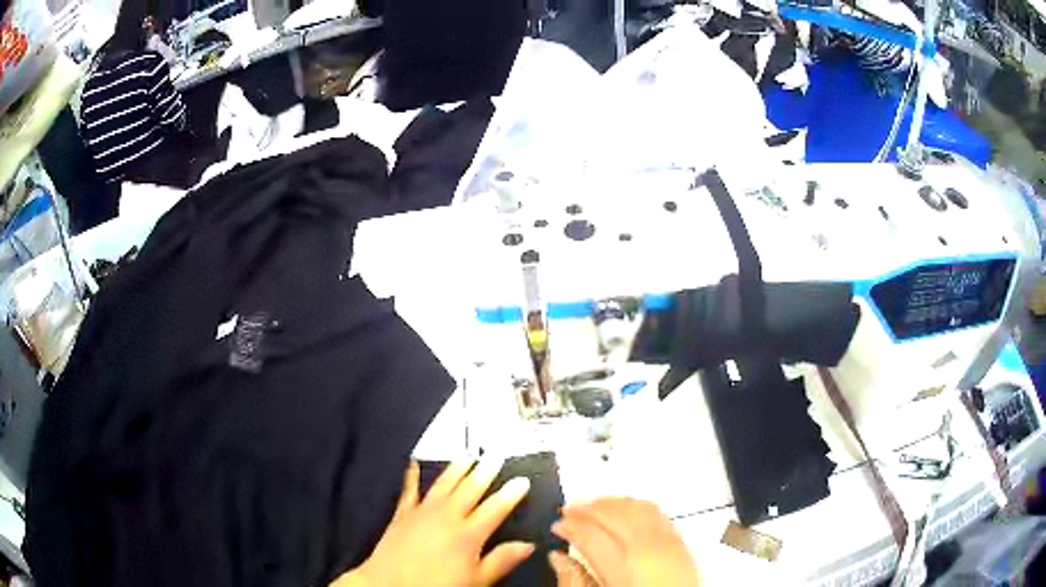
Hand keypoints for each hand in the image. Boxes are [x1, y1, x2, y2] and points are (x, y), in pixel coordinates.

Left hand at [332, 459, 533, 586]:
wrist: (389, 584)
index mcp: (468, 534)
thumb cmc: (437, 586)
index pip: (495, 508)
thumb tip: (528, 545)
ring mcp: (422, 512)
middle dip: (485, 471)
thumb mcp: (476, 580)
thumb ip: (501, 560)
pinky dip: (412, 475)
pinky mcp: (402, 513)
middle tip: (496, 455)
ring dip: (457, 467)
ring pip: (444, 484)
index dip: (510, 493)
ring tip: (468, 453)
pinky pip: (409, 490)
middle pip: (470, 489)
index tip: (522, 480)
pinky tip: (413, 462)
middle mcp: (447, 516)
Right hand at [551, 498, 699, 586]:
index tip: (557, 525)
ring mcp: (669, 542)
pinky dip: (636, 506)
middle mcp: (648, 547)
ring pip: (636, 507)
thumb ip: (574, 580)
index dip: (569, 525)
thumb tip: (558, 558)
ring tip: (593, 508)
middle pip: (613, 514)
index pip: (590, 533)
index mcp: (623, 564)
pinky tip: (626, 511)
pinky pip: (658, 512)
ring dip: (611, 503)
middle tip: (569, 510)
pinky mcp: (682, 543)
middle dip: (587, 508)